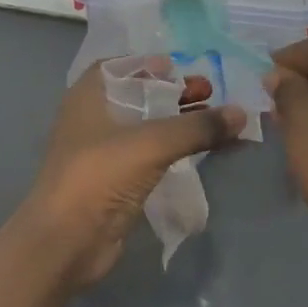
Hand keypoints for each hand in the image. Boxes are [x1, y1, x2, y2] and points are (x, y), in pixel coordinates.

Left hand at [15, 59, 245, 289]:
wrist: (66, 242)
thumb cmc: (100, 177)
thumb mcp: (152, 143)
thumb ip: (198, 127)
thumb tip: (241, 114)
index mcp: (88, 98)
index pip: (119, 67)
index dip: (150, 65)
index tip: (184, 68)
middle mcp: (93, 121)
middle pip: (138, 97)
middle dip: (174, 94)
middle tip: (210, 95)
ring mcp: (104, 155)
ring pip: (147, 129)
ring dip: (178, 124)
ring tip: (216, 124)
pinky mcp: (116, 184)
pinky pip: (151, 158)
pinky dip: (175, 151)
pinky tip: (202, 153)